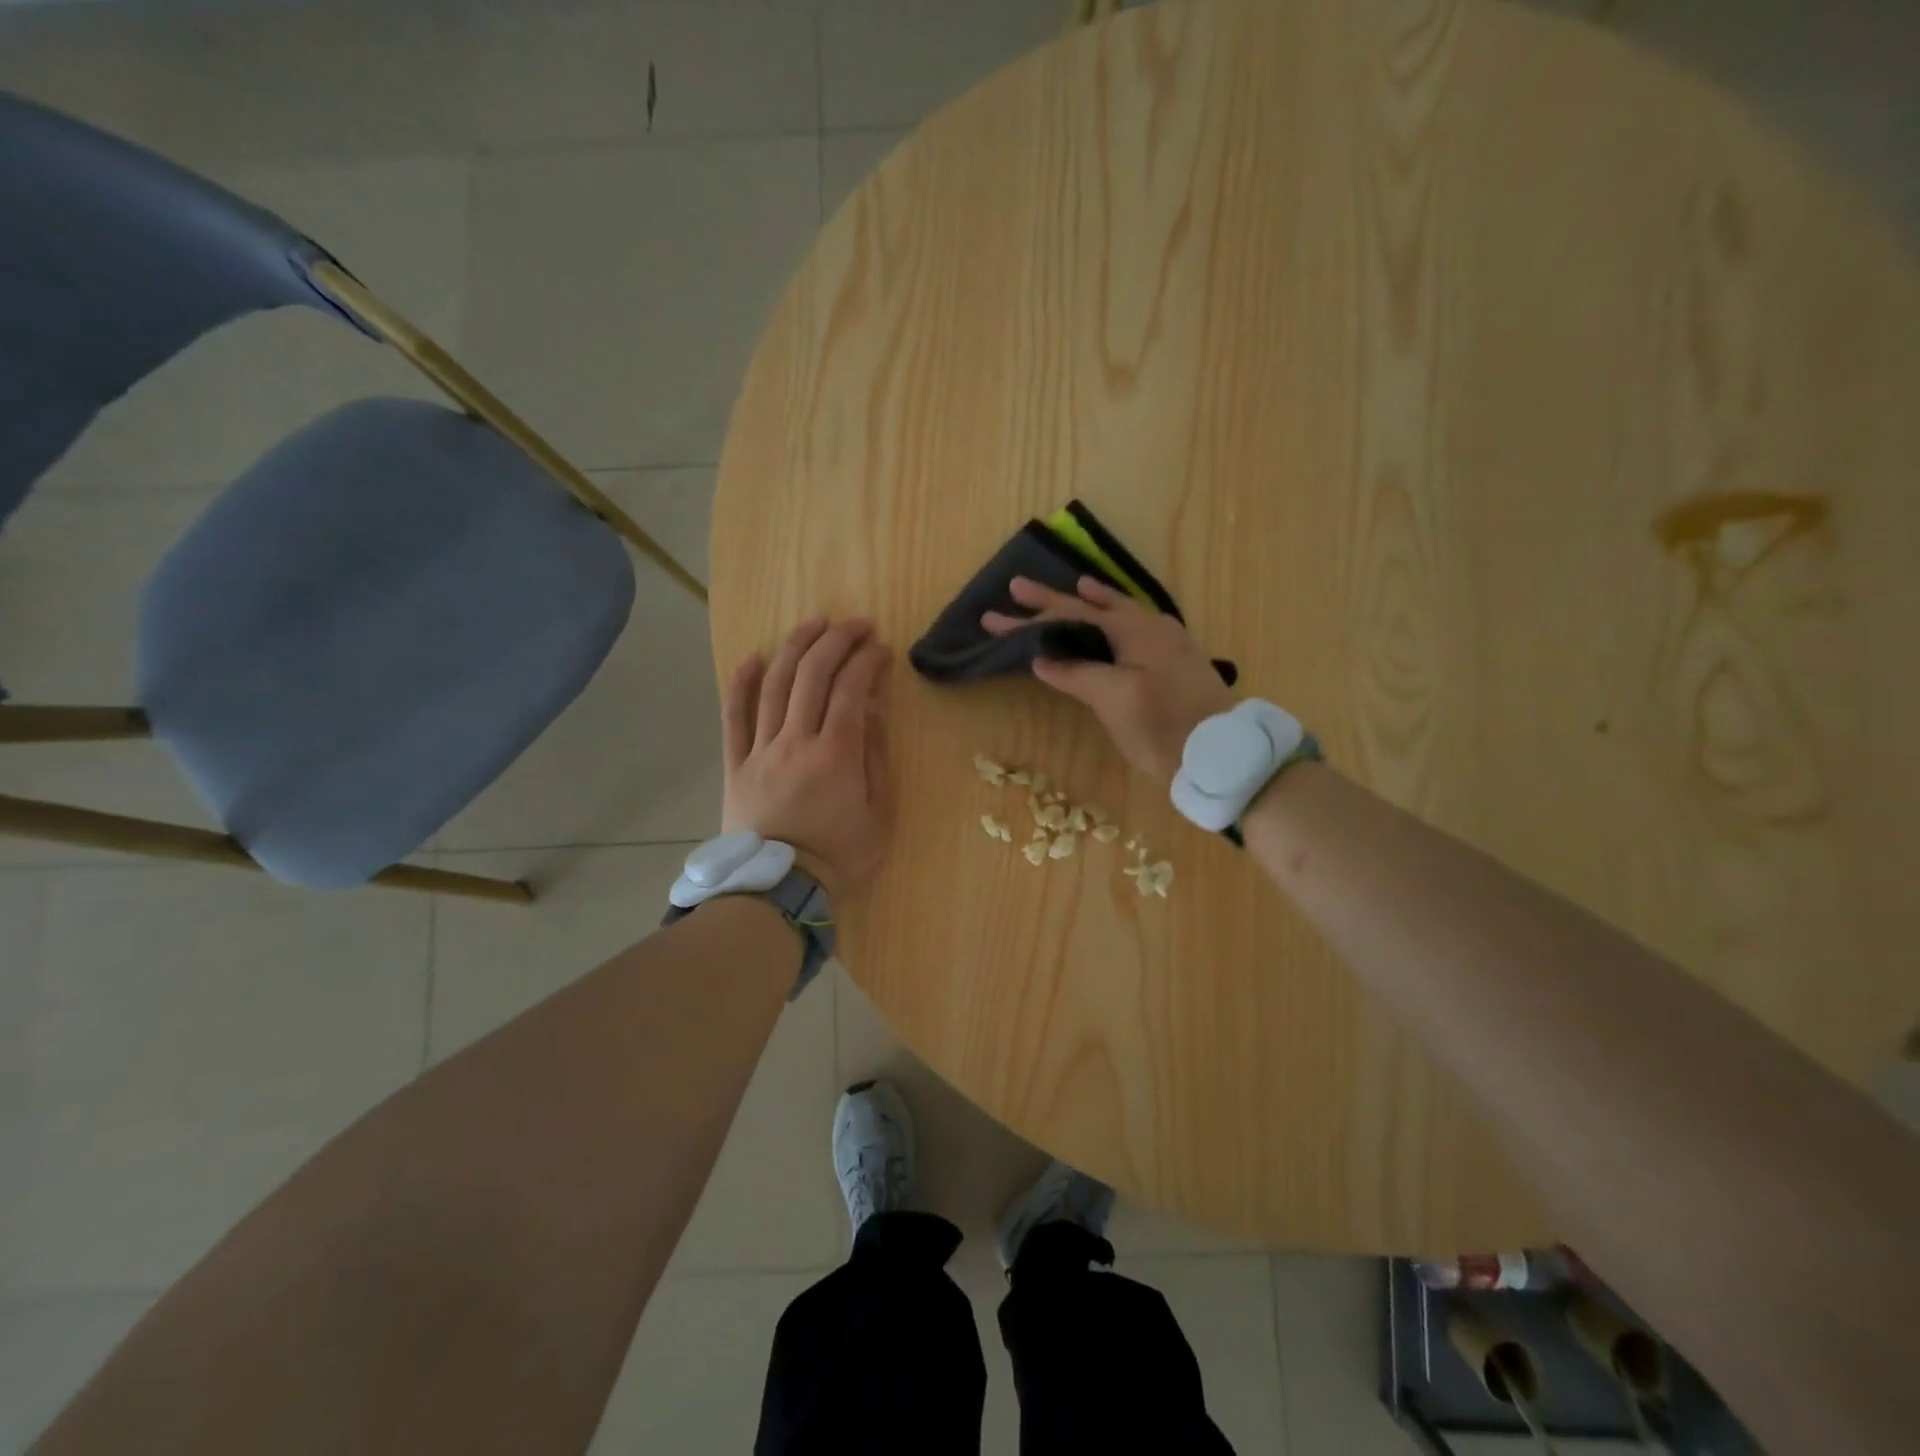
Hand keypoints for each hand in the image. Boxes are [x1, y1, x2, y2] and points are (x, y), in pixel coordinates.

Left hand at [722, 618, 893, 899]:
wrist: (778, 891)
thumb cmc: (839, 856)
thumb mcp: (879, 814)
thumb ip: (875, 757)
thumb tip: (871, 708)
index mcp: (835, 754)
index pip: (852, 689)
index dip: (867, 660)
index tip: (881, 647)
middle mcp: (795, 741)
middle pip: (812, 675)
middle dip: (836, 640)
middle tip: (855, 625)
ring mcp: (760, 749)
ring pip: (774, 684)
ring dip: (795, 647)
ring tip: (814, 624)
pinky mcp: (735, 763)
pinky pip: (733, 716)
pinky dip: (741, 683)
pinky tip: (752, 657)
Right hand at [983, 576, 1235, 785]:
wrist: (1220, 757)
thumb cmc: (1164, 726)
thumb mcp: (1114, 699)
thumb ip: (1076, 672)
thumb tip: (1041, 657)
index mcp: (1135, 629)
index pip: (1071, 616)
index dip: (1032, 615)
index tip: (994, 616)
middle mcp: (1150, 627)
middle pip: (1091, 610)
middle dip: (1052, 603)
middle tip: (1016, 588)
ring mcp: (1165, 645)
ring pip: (1115, 616)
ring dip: (1087, 605)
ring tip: (1071, 588)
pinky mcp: (1171, 665)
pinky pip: (1132, 630)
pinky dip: (1111, 622)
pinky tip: (1110, 623)